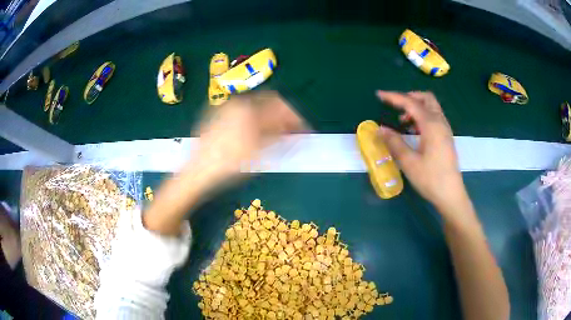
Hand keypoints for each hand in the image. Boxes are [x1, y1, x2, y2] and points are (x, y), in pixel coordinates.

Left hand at [192, 91, 304, 185]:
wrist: (198, 171)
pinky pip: (242, 112)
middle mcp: (238, 102)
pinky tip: (255, 133)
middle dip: (282, 115)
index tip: (303, 129)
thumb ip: (281, 138)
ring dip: (269, 117)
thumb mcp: (260, 153)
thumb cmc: (230, 164)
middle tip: (290, 131)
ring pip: (255, 106)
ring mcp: (226, 107)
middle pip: (268, 102)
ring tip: (275, 134)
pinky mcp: (217, 114)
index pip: (280, 105)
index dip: (295, 117)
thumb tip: (298, 132)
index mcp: (249, 109)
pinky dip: (254, 119)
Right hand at [376, 91, 467, 214]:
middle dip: (409, 97)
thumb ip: (394, 143)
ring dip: (417, 107)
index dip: (394, 97)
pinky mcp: (446, 138)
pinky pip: (435, 118)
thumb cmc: (430, 179)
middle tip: (395, 106)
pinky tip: (415, 131)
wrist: (451, 195)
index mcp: (431, 125)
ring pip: (432, 107)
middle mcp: (440, 122)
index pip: (411, 103)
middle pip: (426, 98)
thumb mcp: (409, 162)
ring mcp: (445, 130)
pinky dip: (423, 116)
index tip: (379, 95)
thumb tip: (380, 129)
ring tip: (403, 121)